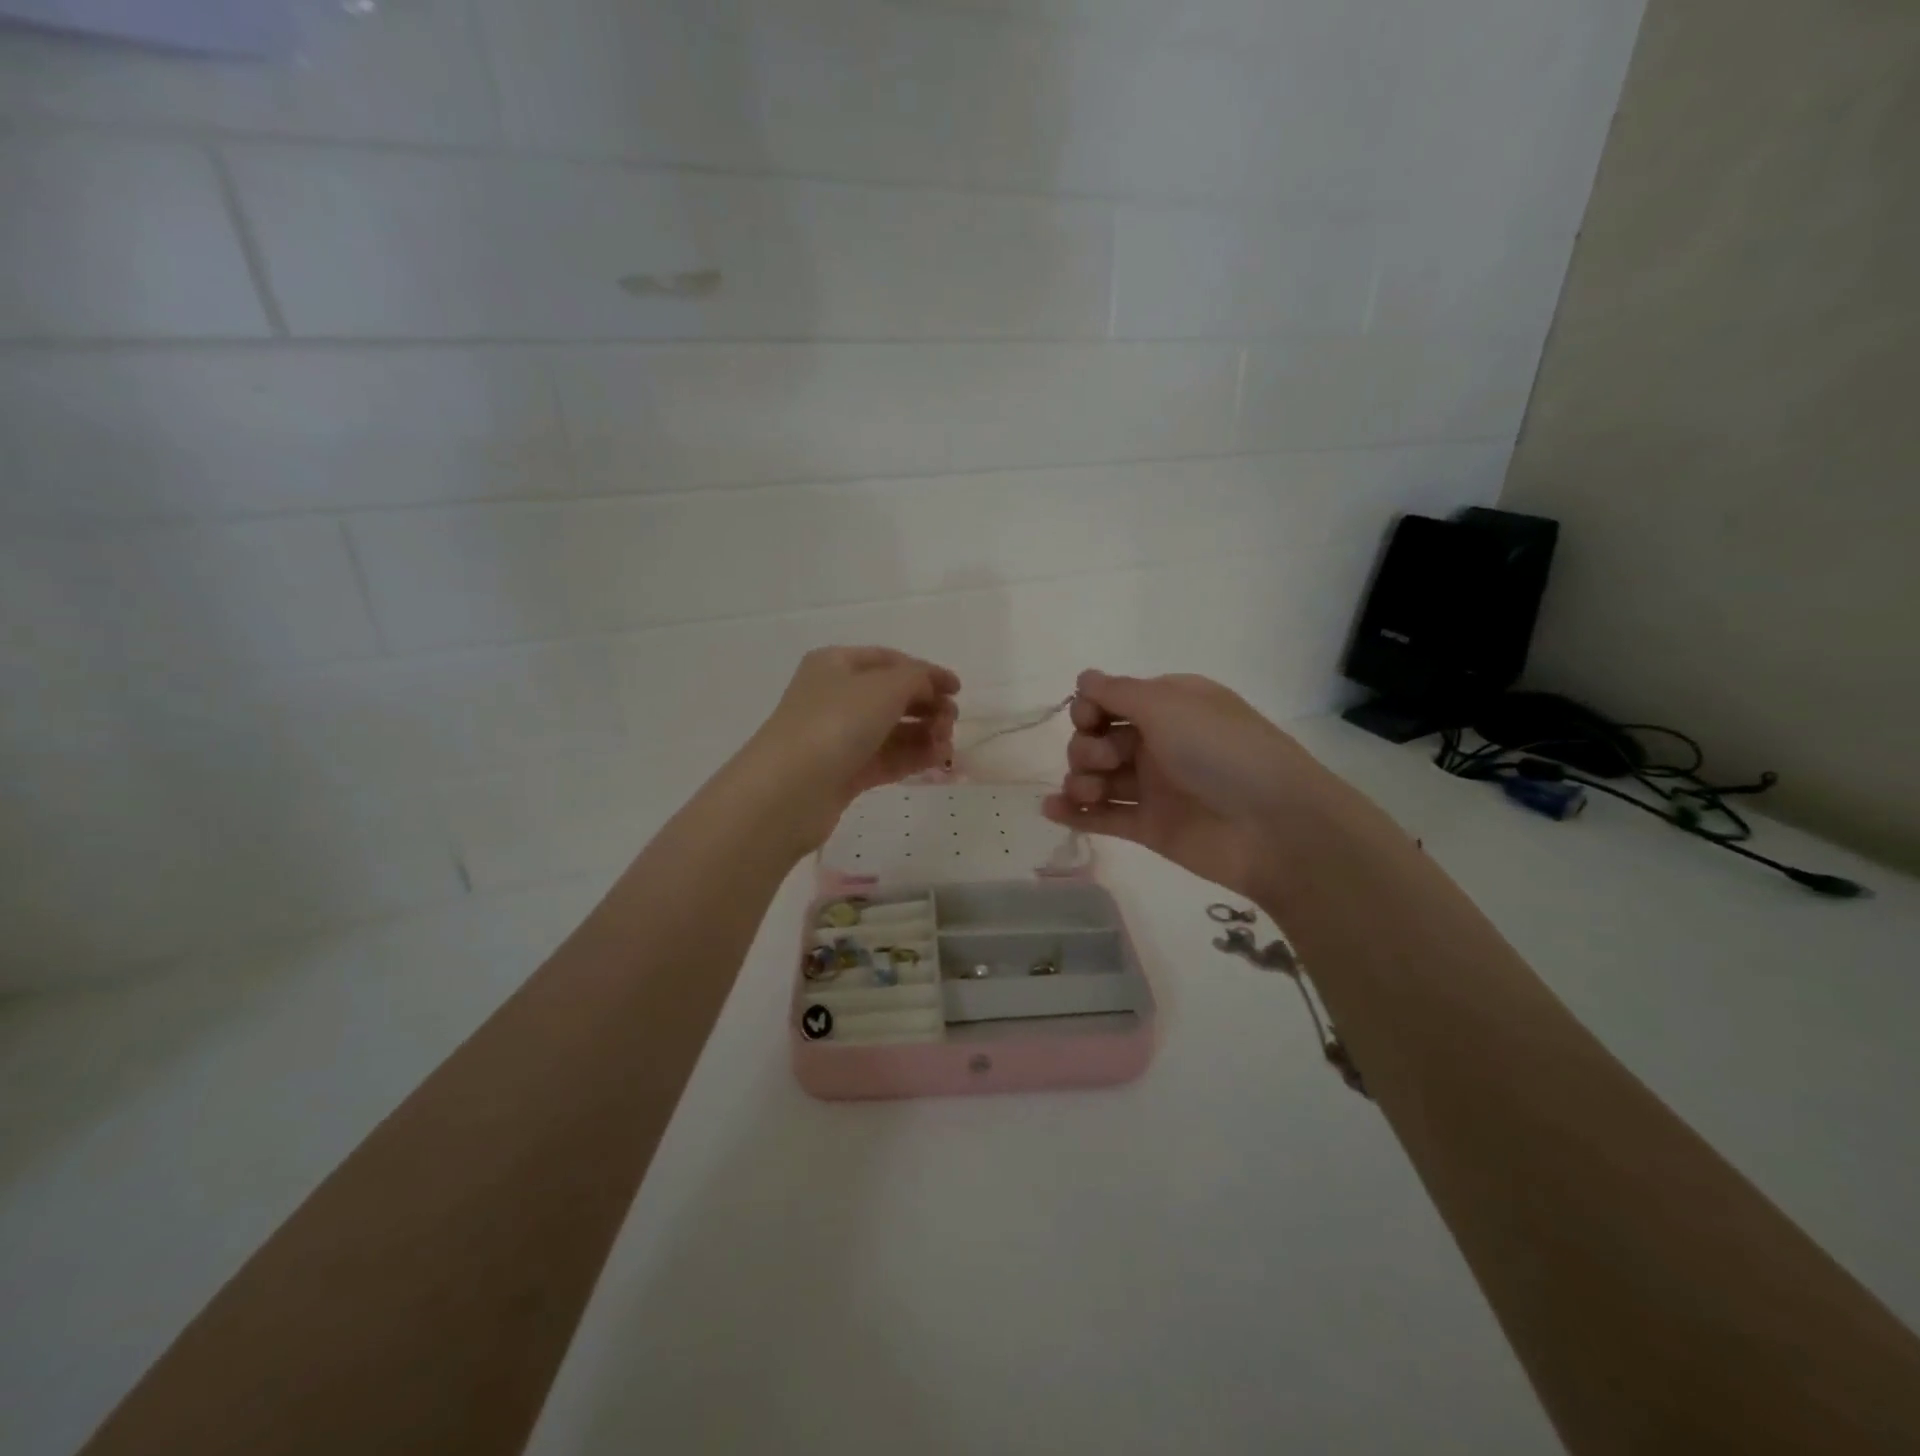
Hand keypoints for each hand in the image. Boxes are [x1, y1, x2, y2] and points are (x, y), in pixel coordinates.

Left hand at [740, 646, 958, 849]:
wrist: (790, 790)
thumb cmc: (836, 723)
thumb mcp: (885, 687)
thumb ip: (917, 678)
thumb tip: (931, 685)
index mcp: (837, 664)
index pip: (889, 661)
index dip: (926, 672)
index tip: (958, 690)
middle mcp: (835, 697)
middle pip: (892, 696)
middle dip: (927, 706)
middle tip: (951, 721)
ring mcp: (838, 737)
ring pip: (891, 730)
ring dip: (924, 734)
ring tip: (946, 745)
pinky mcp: (844, 773)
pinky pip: (886, 758)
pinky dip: (912, 757)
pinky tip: (936, 760)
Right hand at [1042, 669, 1330, 900]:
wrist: (1273, 827)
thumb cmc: (1221, 751)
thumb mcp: (1169, 705)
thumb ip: (1118, 692)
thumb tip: (1083, 677)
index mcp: (1171, 706)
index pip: (1112, 700)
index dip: (1090, 708)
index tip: (1089, 718)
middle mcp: (1160, 742)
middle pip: (1099, 738)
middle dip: (1086, 746)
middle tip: (1106, 760)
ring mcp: (1155, 787)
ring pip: (1098, 778)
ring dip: (1079, 779)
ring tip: (1087, 792)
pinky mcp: (1150, 827)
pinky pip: (1104, 816)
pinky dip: (1076, 813)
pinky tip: (1052, 810)